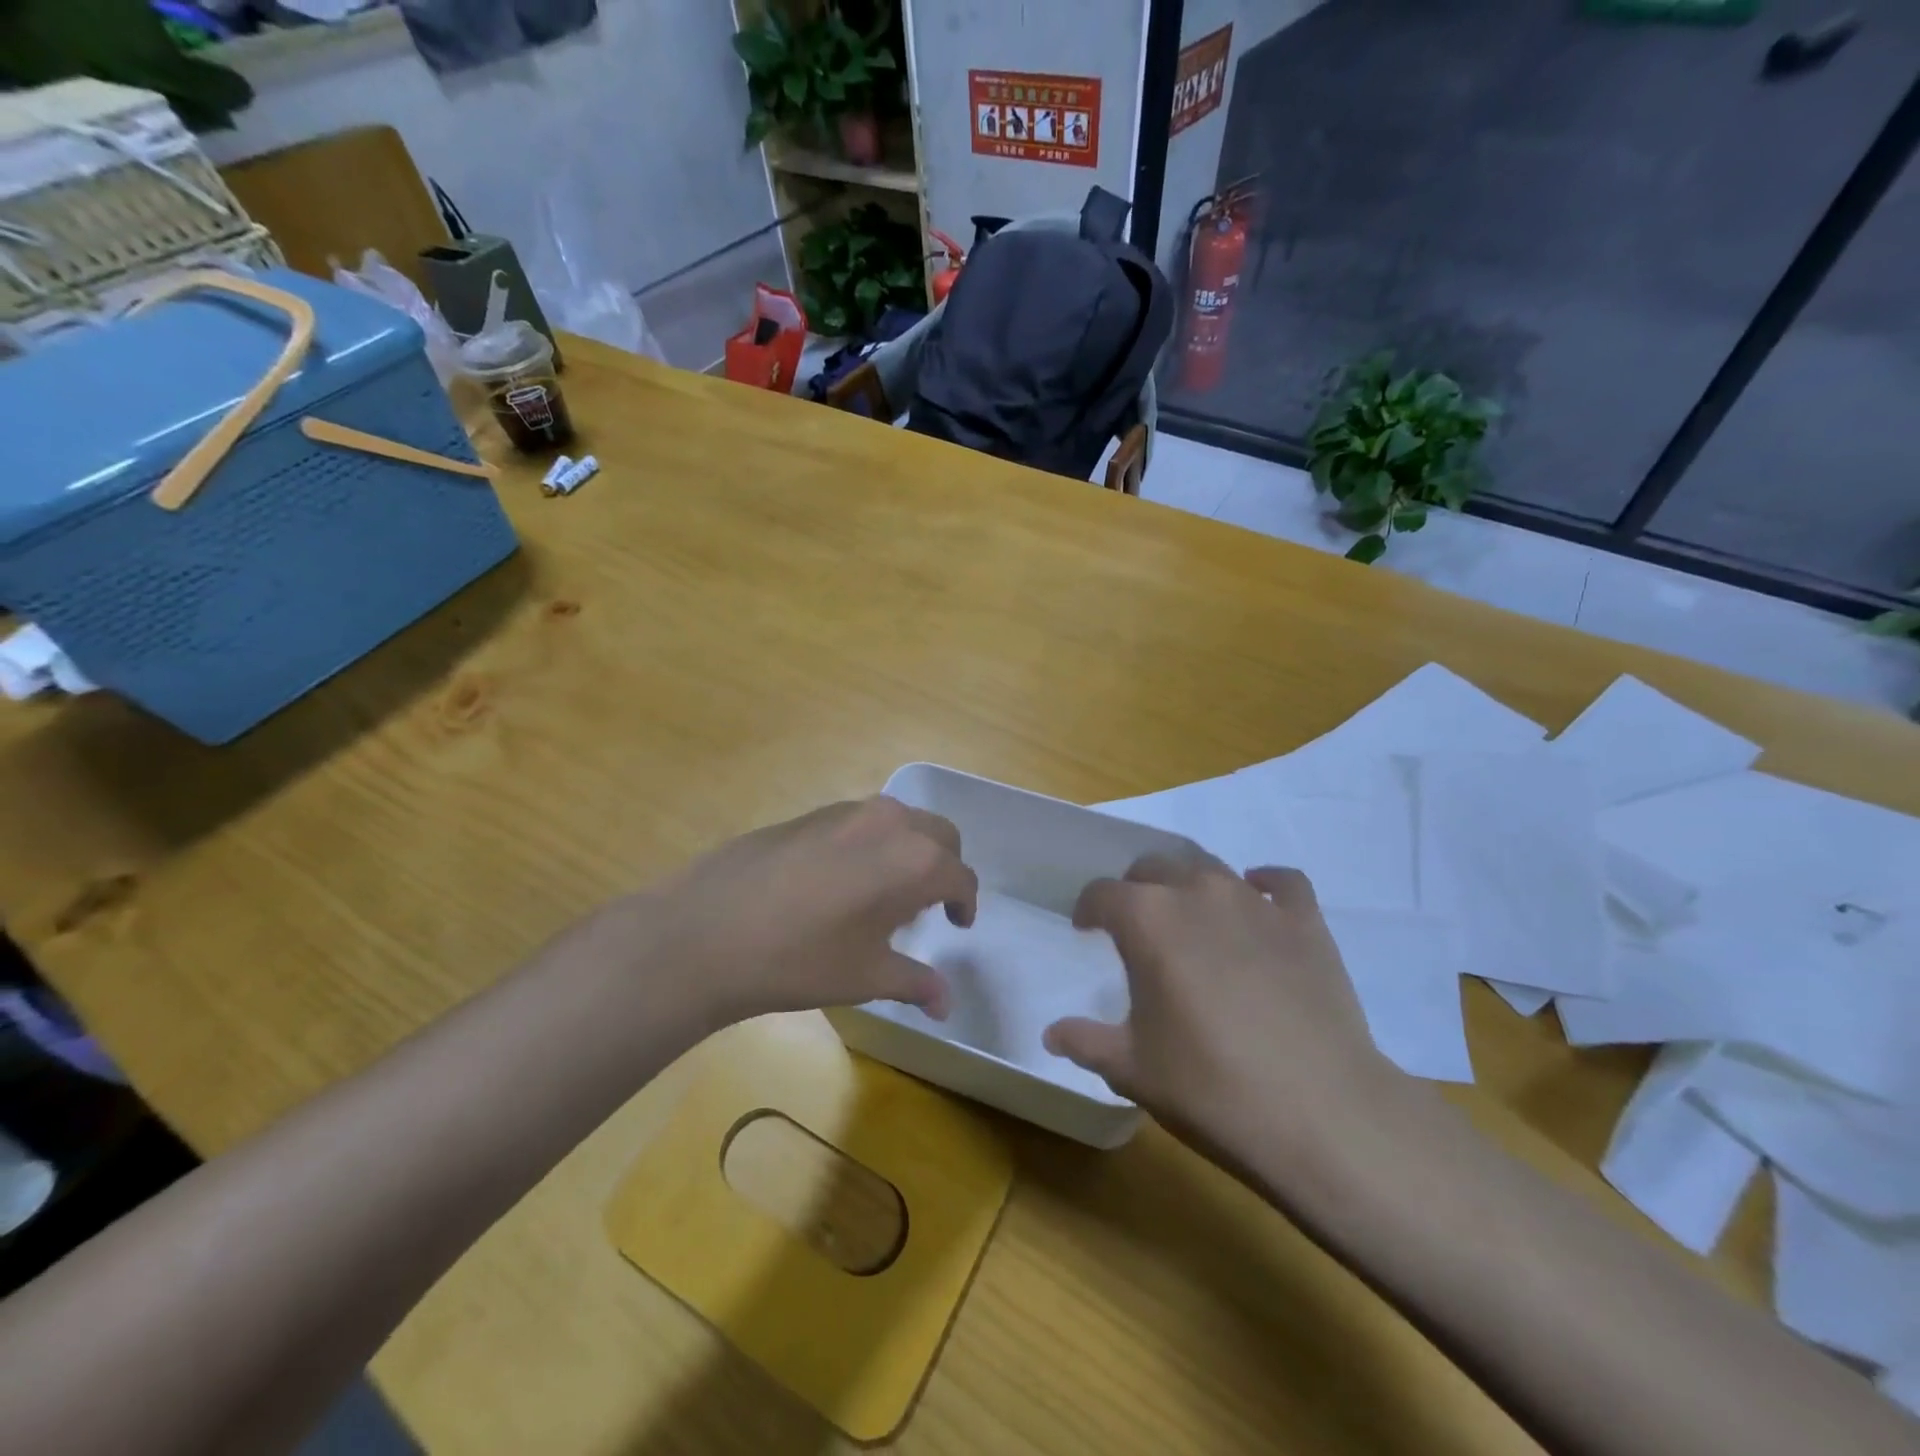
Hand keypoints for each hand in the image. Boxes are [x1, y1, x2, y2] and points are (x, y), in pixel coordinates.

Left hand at [640, 796, 977, 1029]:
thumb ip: (915, 983)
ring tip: (885, 892)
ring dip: (908, 850)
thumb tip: (946, 1005)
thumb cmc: (801, 959)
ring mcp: (847, 811)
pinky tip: (839, 881)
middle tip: (930, 904)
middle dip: (944, 866)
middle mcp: (890, 823)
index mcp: (916, 861)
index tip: (957, 924)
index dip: (965, 903)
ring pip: (899, 821)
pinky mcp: (810, 813)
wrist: (708, 931)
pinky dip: (871, 843)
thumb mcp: (866, 977)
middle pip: (939, 835)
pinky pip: (860, 822)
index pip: (960, 876)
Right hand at [1044, 850, 1400, 1170]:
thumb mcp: (1133, 1069)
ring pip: (1210, 868)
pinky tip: (1258, 901)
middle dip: (1136, 890)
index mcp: (1147, 919)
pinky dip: (1265, 884)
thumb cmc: (1210, 1088)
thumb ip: (1086, 1041)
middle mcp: (1197, 893)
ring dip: (1190, 885)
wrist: (1321, 1115)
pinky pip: (1282, 882)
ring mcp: (1256, 903)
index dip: (1088, 909)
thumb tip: (1052, 1033)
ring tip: (1190, 919)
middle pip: (1154, 867)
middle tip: (1136, 928)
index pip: (1102, 893)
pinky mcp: (1306, 922)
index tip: (1086, 930)